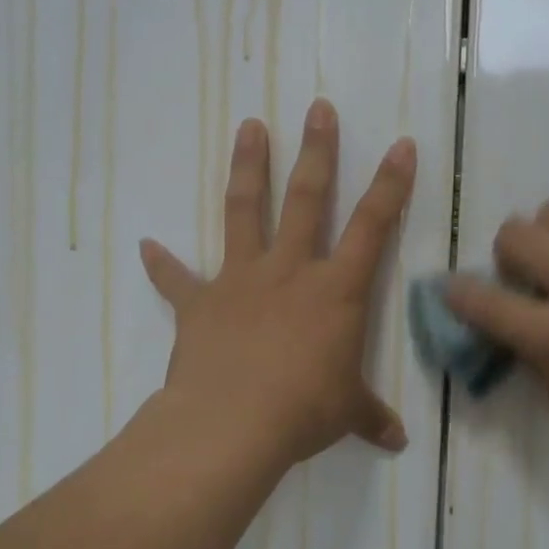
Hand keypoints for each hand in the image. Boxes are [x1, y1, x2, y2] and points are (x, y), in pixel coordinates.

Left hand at [139, 99, 415, 474]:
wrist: (230, 425)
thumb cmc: (303, 411)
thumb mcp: (345, 413)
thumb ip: (370, 417)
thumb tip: (396, 441)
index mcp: (336, 290)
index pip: (372, 227)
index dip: (391, 185)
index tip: (402, 144)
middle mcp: (290, 271)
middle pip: (306, 198)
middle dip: (316, 150)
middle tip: (317, 107)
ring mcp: (241, 281)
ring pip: (244, 211)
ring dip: (248, 167)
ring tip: (249, 125)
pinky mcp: (200, 304)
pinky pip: (177, 281)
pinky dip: (162, 265)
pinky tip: (146, 246)